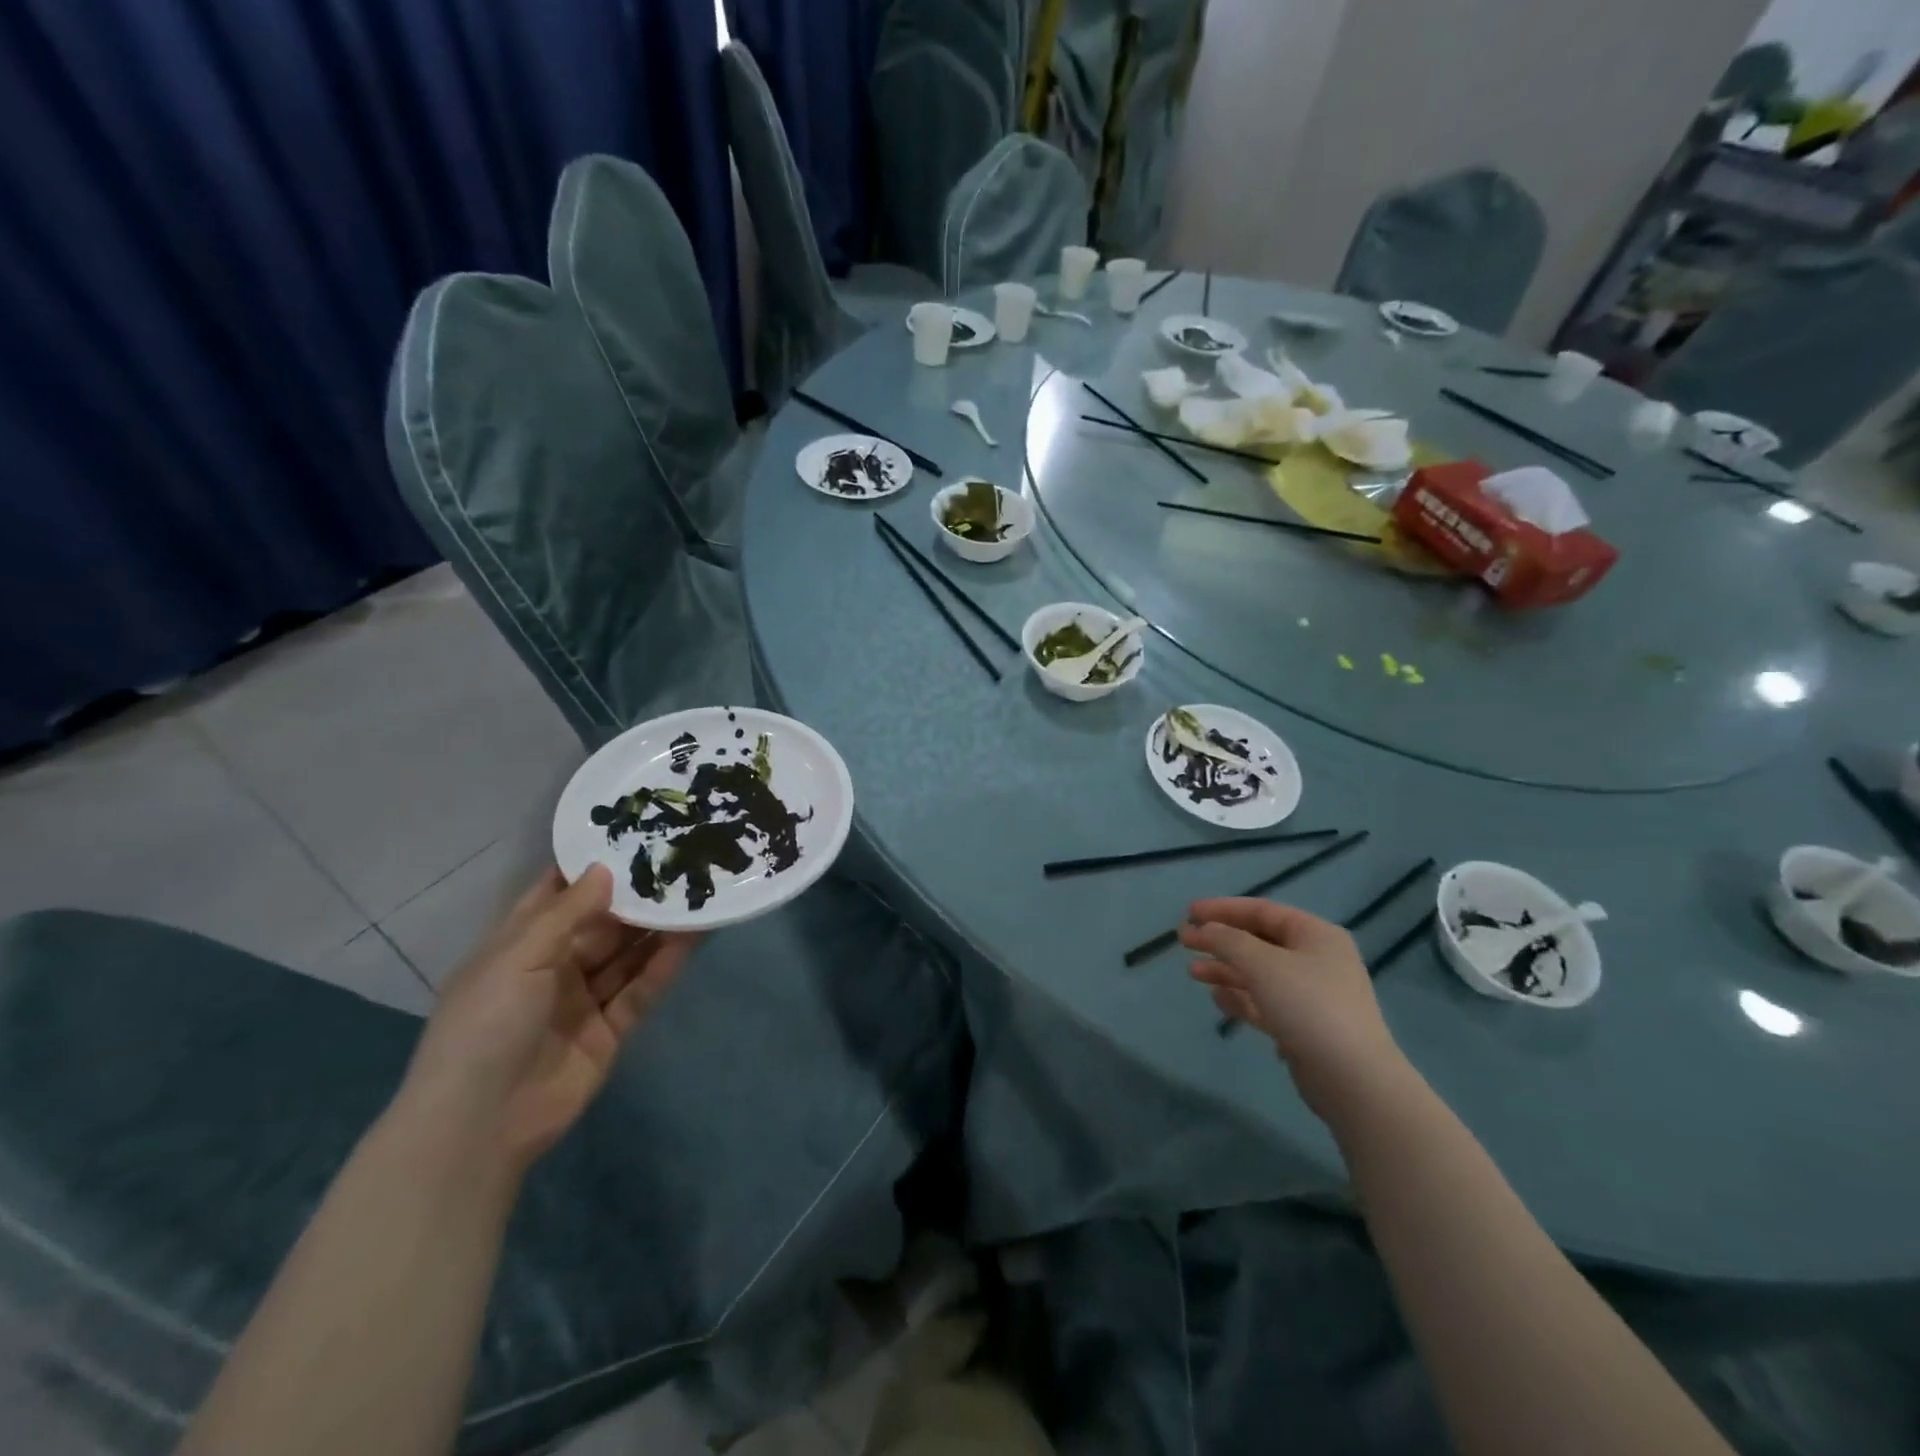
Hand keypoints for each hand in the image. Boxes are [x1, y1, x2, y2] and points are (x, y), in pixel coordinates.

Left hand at [396, 865, 698, 1174]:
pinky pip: (641, 989)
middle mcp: (552, 967)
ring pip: (628, 954)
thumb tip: (606, 868)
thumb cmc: (485, 1026)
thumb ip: (567, 913)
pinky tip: (693, 938)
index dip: (590, 867)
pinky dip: (665, 965)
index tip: (631, 834)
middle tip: (680, 861)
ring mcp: (583, 1000)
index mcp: (518, 945)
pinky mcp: (610, 1030)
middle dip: (637, 897)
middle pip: (602, 923)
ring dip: (658, 928)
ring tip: (698, 893)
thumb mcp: (517, 958)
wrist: (479, 1127)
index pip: (557, 894)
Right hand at [1180, 899, 1411, 1127]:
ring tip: (1192, 973)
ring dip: (1225, 970)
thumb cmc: (1308, 1006)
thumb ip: (1227, 940)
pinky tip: (1217, 998)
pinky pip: (1265, 1002)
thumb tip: (1204, 929)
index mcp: (1315, 935)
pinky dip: (1240, 997)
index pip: (1262, 911)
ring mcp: (1312, 995)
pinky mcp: (1304, 1026)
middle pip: (1259, 941)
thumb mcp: (1262, 964)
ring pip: (1259, 973)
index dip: (1223, 909)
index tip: (1189, 913)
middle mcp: (1316, 959)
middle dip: (1220, 941)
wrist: (1352, 1079)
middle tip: (1183, 942)